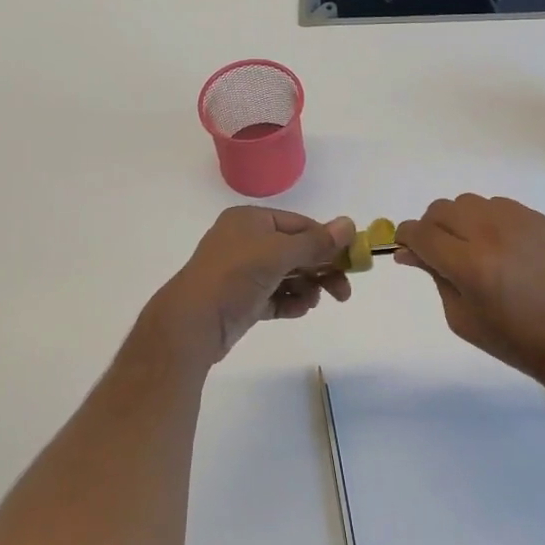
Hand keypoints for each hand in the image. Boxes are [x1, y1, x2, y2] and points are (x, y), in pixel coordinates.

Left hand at [142, 208, 353, 368]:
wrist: (192, 324)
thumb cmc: (235, 276)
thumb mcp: (278, 254)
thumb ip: (316, 242)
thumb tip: (349, 224)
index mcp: (250, 220)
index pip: (299, 224)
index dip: (326, 241)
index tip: (352, 260)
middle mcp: (246, 241)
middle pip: (296, 251)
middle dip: (321, 269)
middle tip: (344, 291)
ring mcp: (243, 272)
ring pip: (287, 275)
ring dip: (306, 287)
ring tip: (313, 301)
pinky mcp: (242, 300)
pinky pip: (275, 296)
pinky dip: (290, 301)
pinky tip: (300, 309)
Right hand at [395, 195, 544, 388]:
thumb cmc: (514, 340)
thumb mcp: (462, 318)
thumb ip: (434, 277)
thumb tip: (408, 252)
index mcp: (470, 265)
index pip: (421, 233)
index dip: (406, 237)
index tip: (405, 247)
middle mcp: (491, 233)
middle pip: (441, 210)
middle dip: (430, 228)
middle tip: (438, 252)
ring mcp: (517, 221)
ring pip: (468, 202)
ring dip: (459, 221)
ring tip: (471, 247)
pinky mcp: (538, 218)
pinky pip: (497, 205)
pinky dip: (486, 219)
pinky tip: (498, 245)